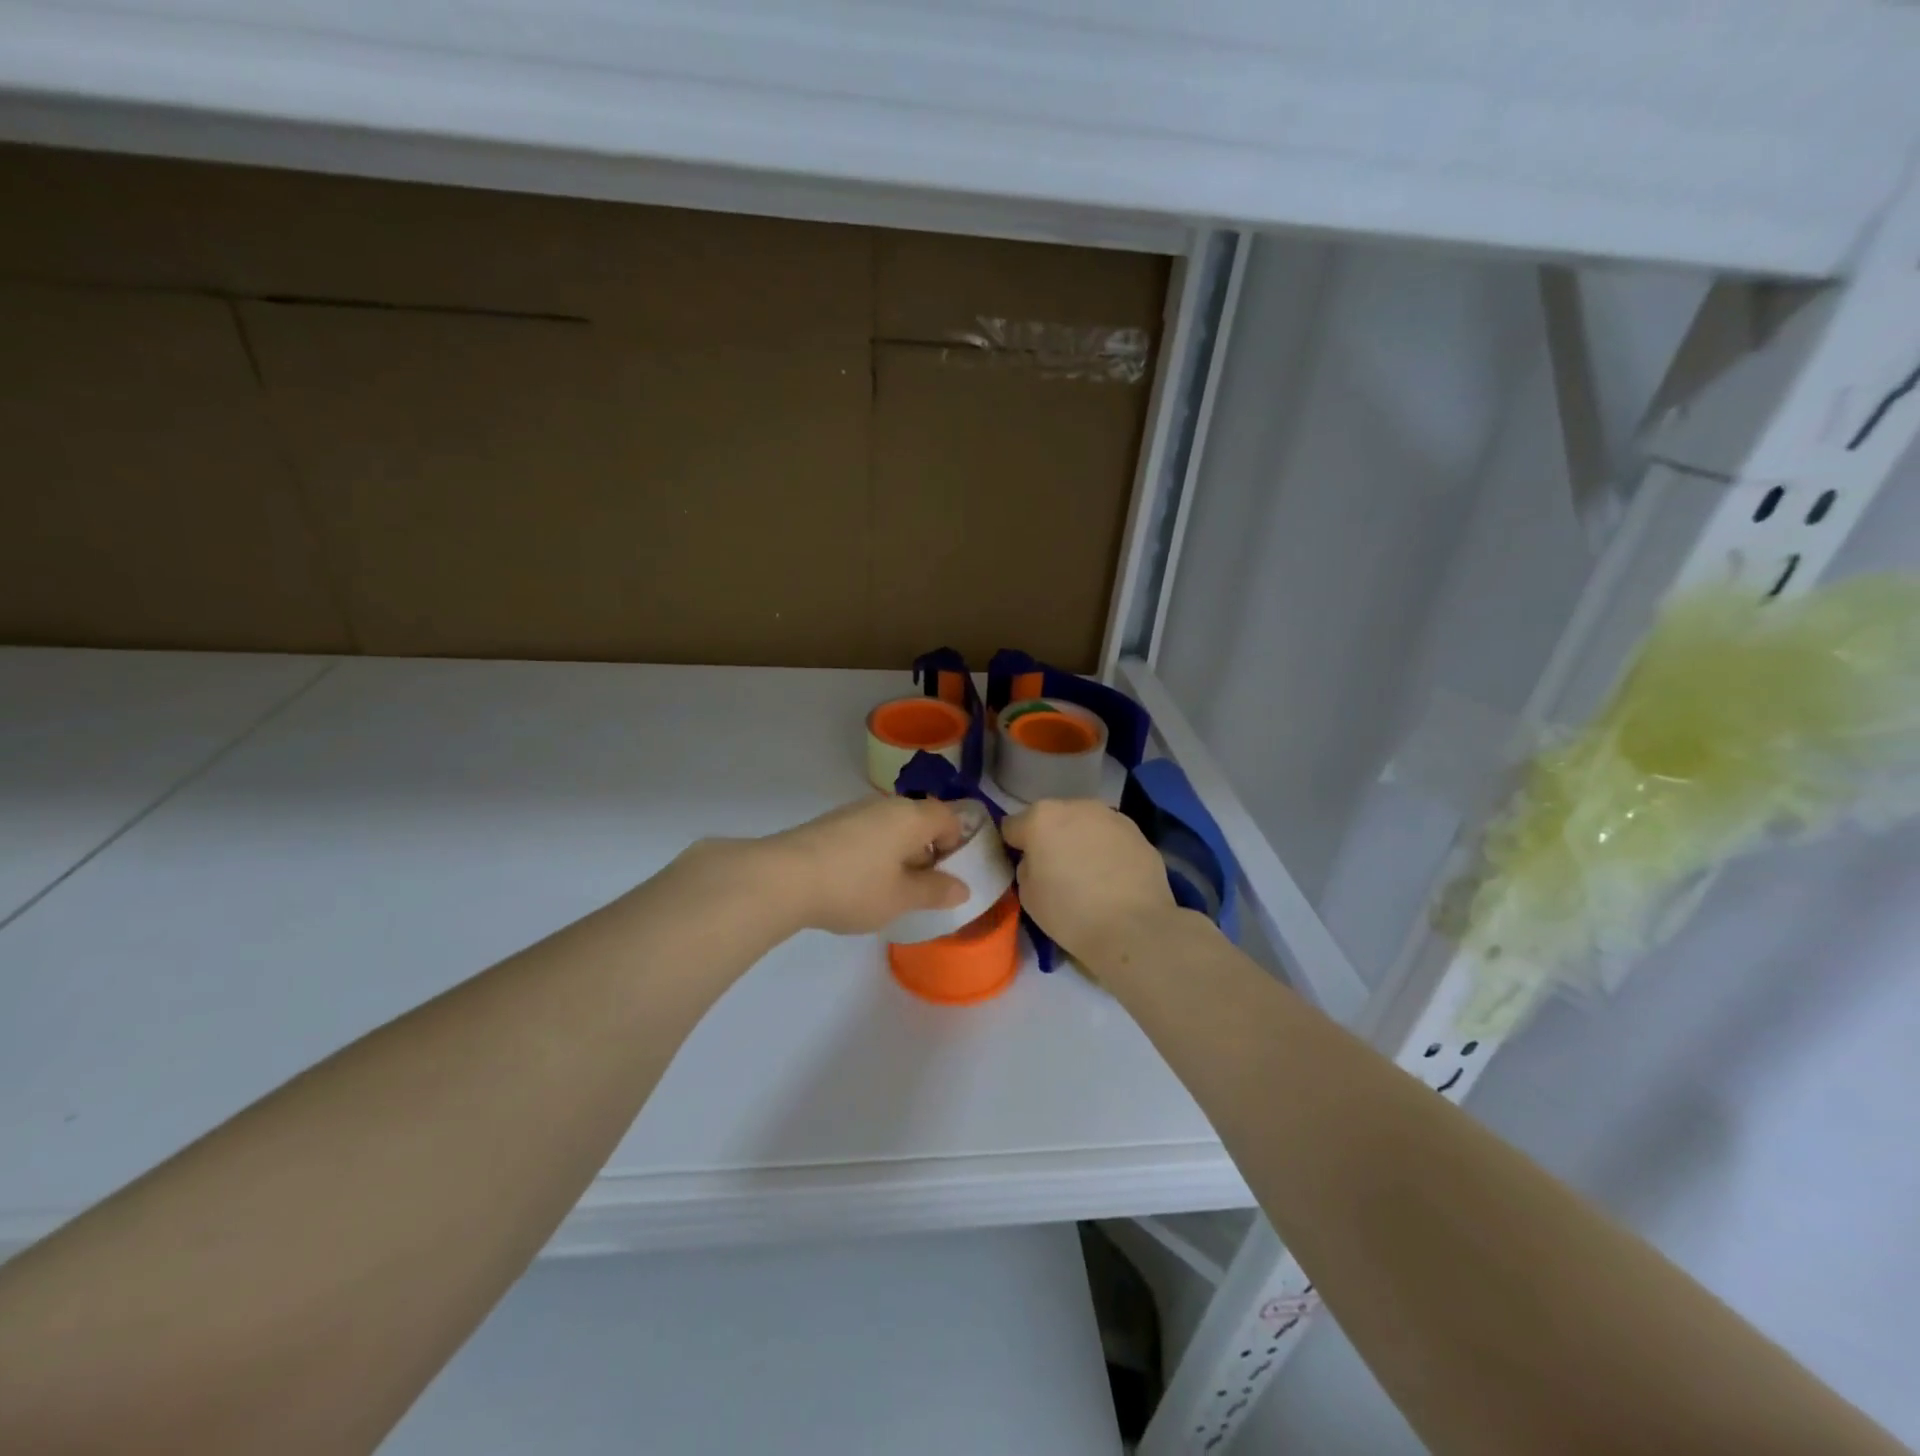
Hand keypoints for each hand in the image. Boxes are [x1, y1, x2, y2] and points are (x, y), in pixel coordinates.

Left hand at [747, 795, 970, 935]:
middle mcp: (886, 805)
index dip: (956, 842)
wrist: (783, 878)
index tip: (947, 874)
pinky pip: (866, 833)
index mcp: (912, 816)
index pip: (949, 816)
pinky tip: (855, 883)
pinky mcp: (830, 823)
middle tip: (919, 887)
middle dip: (925, 850)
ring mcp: (854, 811)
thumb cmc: (854, 887)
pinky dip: (872, 853)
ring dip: (897, 852)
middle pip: (919, 819)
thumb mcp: (901, 898)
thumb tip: (962, 887)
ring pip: (891, 826)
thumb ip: (935, 891)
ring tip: (886, 889)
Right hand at [999, 799, 1177, 967]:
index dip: (1015, 846)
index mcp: (1041, 817)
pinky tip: (1113, 877)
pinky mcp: (1138, 832)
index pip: (1013, 826)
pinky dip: (1108, 850)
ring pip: (1085, 824)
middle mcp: (1076, 806)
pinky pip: (1111, 837)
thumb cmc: (1070, 912)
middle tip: (1056, 869)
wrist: (1134, 928)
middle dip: (1051, 837)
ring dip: (1081, 840)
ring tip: (1089, 873)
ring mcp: (1111, 816)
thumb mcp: (1028, 895)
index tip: (1022, 866)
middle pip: (1053, 818)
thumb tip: (1038, 859)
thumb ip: (1026, 866)